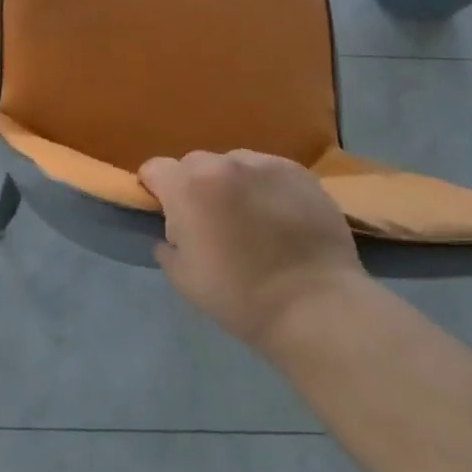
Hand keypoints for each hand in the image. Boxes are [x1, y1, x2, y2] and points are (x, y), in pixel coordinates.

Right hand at [142, 150, 361, 352]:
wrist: (317, 308)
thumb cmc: (241, 297)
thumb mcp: (184, 279)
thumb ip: (168, 245)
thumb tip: (173, 234)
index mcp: (188, 187)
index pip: (154, 168)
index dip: (156, 190)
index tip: (168, 215)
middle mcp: (223, 164)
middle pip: (194, 164)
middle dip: (196, 187)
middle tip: (212, 223)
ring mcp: (264, 164)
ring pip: (233, 164)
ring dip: (232, 184)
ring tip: (252, 219)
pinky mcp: (299, 172)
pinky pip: (268, 171)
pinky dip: (266, 187)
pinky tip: (281, 217)